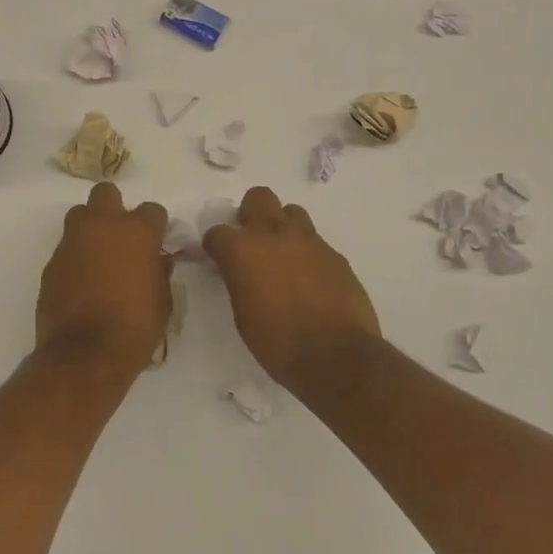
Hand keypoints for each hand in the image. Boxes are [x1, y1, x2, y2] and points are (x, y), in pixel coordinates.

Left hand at [37, 181, 171, 374]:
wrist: (84, 355)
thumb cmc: (135, 328)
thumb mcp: (163, 301)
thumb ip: (160, 271)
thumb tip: (157, 259)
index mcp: (137, 231)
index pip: (153, 210)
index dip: (155, 226)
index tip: (155, 243)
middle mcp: (103, 226)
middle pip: (106, 193)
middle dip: (114, 209)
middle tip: (121, 237)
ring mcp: (72, 241)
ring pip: (80, 215)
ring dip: (90, 228)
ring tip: (98, 255)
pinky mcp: (51, 262)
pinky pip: (66, 247)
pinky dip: (75, 257)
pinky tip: (82, 281)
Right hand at [203, 185, 380, 386]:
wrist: (336, 356)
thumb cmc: (278, 343)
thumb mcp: (243, 315)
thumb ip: (239, 280)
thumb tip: (240, 271)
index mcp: (242, 250)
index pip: (217, 231)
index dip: (215, 244)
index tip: (217, 257)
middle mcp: (273, 234)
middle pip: (258, 198)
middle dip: (251, 213)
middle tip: (252, 240)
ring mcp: (308, 240)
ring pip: (291, 212)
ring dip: (282, 227)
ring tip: (284, 255)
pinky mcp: (334, 253)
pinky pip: (315, 241)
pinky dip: (307, 252)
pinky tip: (309, 279)